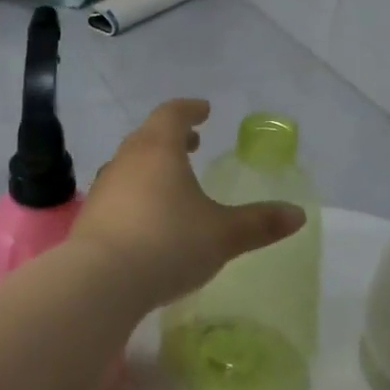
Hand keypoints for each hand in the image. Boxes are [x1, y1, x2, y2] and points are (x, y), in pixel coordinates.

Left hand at [75, 99, 305, 307]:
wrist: (101, 280)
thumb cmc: (168, 243)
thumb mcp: (223, 235)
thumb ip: (259, 223)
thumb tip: (297, 215)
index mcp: (158, 149)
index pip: (172, 114)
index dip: (190, 109)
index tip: (204, 110)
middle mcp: (126, 160)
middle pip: (148, 136)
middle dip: (172, 137)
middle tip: (193, 143)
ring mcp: (104, 188)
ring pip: (130, 165)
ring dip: (152, 166)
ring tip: (173, 182)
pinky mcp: (91, 217)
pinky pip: (118, 194)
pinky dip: (136, 194)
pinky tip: (148, 218)